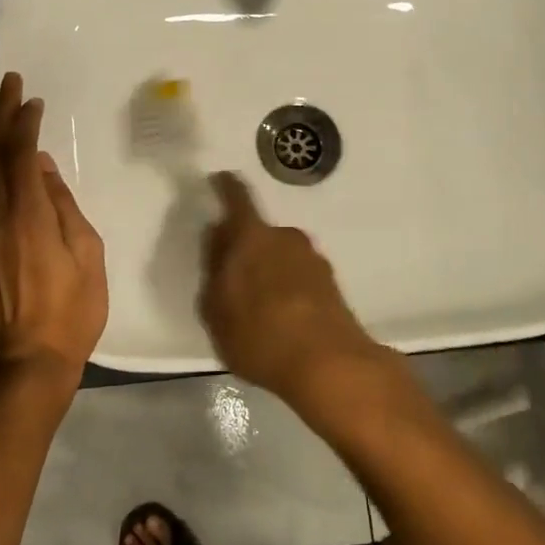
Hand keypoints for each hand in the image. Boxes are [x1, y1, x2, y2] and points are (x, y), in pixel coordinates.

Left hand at [0, 73, 106, 393]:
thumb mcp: (85, 252)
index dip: (24, 122)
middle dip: (0, 115)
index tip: (32, 99)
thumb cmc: (71, 308)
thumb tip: (41, 167)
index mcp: (28, 213)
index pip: (20, 153)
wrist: (28, 360)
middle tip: (8, 83)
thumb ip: (62, 205)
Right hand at [198, 172, 382, 406]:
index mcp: (252, 236)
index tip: (220, 180)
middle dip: (246, 247)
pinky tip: (282, 318)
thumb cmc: (259, 334)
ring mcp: (314, 259)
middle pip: (259, 232)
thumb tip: (217, 235)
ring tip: (258, 306)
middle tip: (232, 276)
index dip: (226, 186)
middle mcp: (286, 237)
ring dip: (269, 269)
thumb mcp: (215, 307)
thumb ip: (213, 266)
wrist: (329, 365)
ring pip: (281, 255)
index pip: (237, 197)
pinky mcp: (332, 284)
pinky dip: (288, 288)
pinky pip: (299, 276)